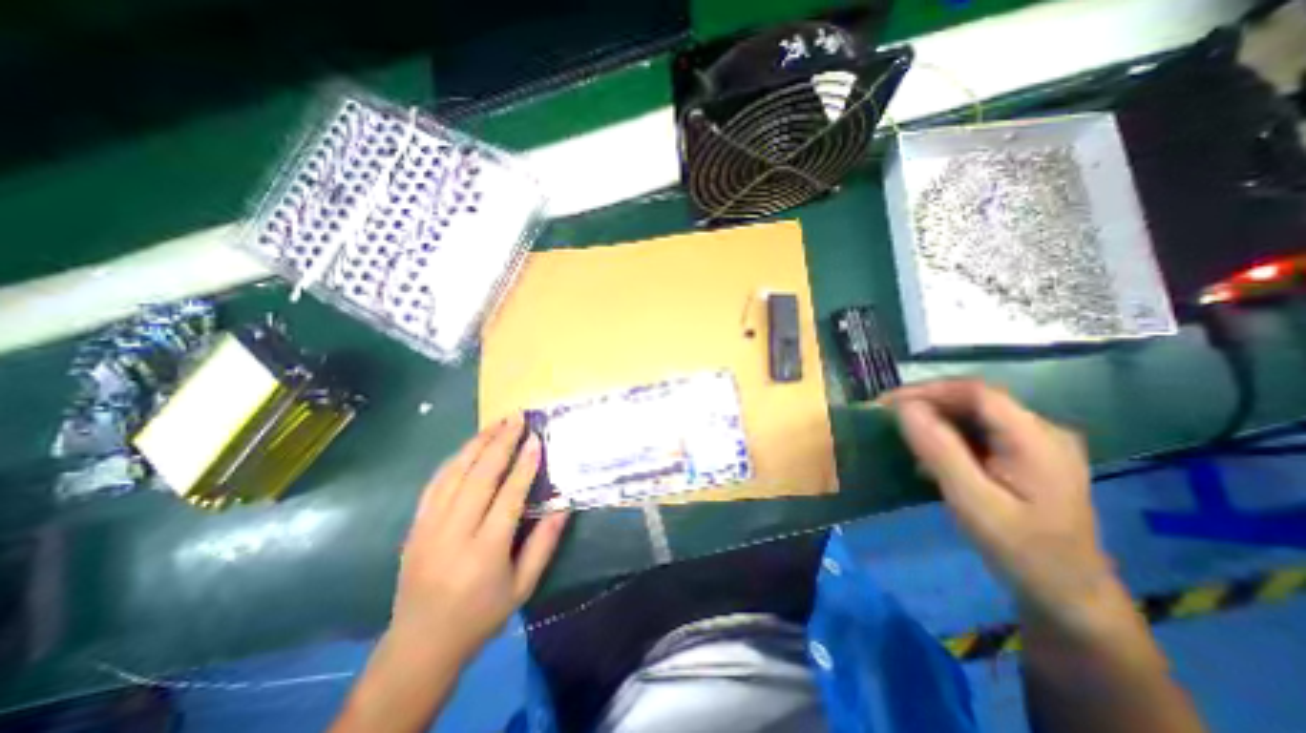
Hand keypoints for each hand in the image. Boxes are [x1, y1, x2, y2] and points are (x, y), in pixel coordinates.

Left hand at [389, 416, 568, 659]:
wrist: (420, 646)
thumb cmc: (481, 616)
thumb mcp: (523, 586)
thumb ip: (545, 544)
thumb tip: (564, 505)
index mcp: (484, 553)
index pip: (508, 497)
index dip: (524, 465)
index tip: (536, 439)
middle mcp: (454, 534)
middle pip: (479, 477)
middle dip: (500, 442)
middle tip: (517, 417)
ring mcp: (429, 527)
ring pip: (454, 474)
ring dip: (477, 443)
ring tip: (497, 423)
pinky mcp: (415, 526)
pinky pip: (435, 483)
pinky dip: (455, 460)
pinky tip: (470, 446)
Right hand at [888, 382, 1121, 638]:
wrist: (1069, 597)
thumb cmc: (1022, 551)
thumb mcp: (974, 502)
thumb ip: (939, 450)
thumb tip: (903, 408)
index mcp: (1037, 439)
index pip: (975, 392)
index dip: (926, 391)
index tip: (886, 404)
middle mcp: (1041, 431)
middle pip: (974, 400)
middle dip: (926, 404)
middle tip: (886, 418)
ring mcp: (1036, 443)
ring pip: (973, 415)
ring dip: (933, 419)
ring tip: (902, 435)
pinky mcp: (1025, 456)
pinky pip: (978, 432)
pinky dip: (947, 436)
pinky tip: (929, 456)